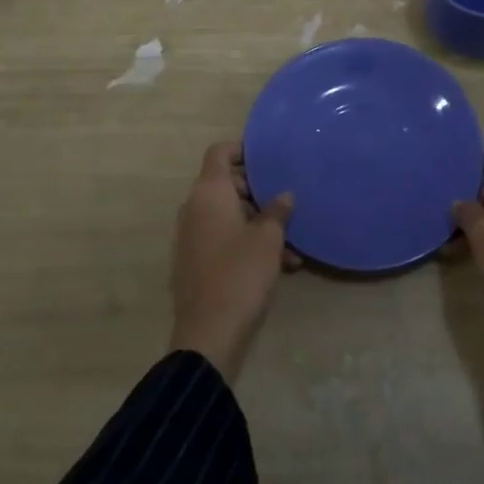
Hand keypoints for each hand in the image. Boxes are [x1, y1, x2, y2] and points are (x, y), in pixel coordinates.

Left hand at [168, 141, 297, 382]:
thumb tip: (284, 195)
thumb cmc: (240, 274)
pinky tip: (280, 266)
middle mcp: (194, 208)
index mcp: (209, 193)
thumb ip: (277, 211)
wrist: (208, 335)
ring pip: (228, 215)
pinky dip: (246, 243)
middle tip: (285, 205)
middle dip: (257, 192)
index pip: (219, 152)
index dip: (242, 149)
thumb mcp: (268, 239)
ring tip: (291, 246)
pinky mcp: (195, 262)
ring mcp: (191, 236)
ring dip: (257, 223)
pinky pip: (223, 239)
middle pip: (225, 184)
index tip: (267, 156)